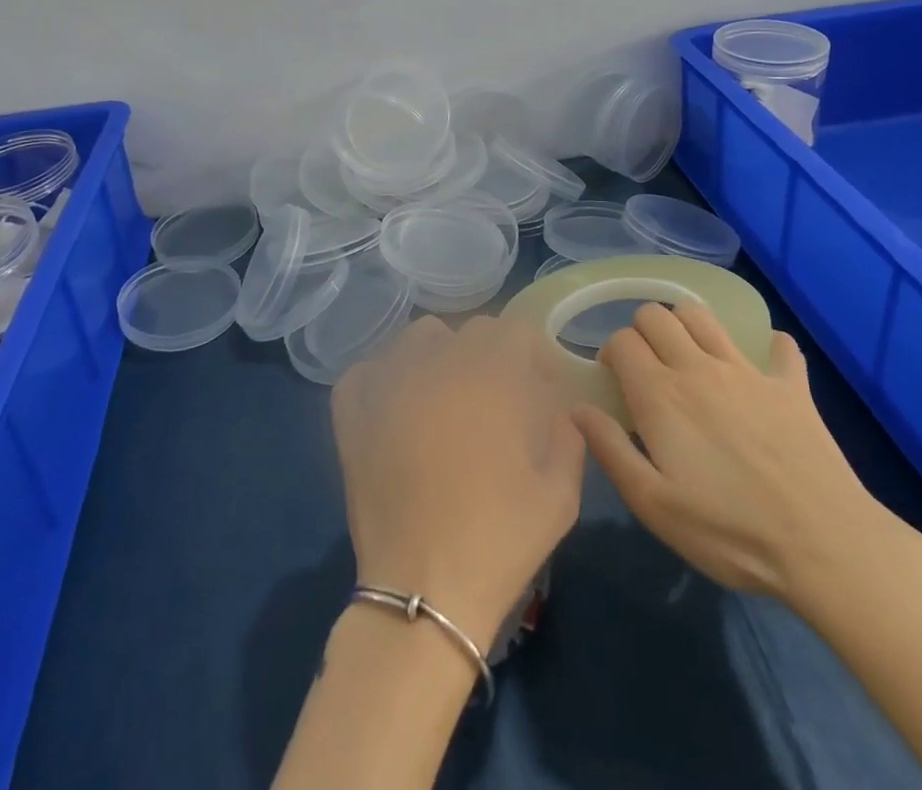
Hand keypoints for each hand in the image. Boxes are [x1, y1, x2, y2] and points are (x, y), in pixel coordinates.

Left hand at [331, 314, 584, 652]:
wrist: (425, 591)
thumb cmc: (500, 539)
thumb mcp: (562, 492)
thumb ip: (568, 434)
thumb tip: (555, 406)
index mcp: (492, 376)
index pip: (515, 331)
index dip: (533, 356)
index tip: (539, 390)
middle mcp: (438, 363)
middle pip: (470, 332)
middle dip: (492, 358)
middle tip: (496, 402)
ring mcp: (389, 382)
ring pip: (419, 339)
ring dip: (440, 357)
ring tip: (446, 401)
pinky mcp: (353, 410)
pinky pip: (367, 371)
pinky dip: (383, 379)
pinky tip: (396, 408)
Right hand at [573, 303, 890, 607]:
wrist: (825, 545)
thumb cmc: (729, 531)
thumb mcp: (654, 505)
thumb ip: (610, 450)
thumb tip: (578, 409)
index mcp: (661, 394)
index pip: (622, 340)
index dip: (611, 353)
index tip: (616, 381)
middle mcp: (698, 367)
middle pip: (657, 314)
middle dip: (642, 329)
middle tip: (647, 367)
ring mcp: (747, 371)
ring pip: (704, 315)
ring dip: (687, 323)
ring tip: (689, 356)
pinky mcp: (790, 385)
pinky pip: (778, 347)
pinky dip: (767, 348)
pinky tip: (762, 368)